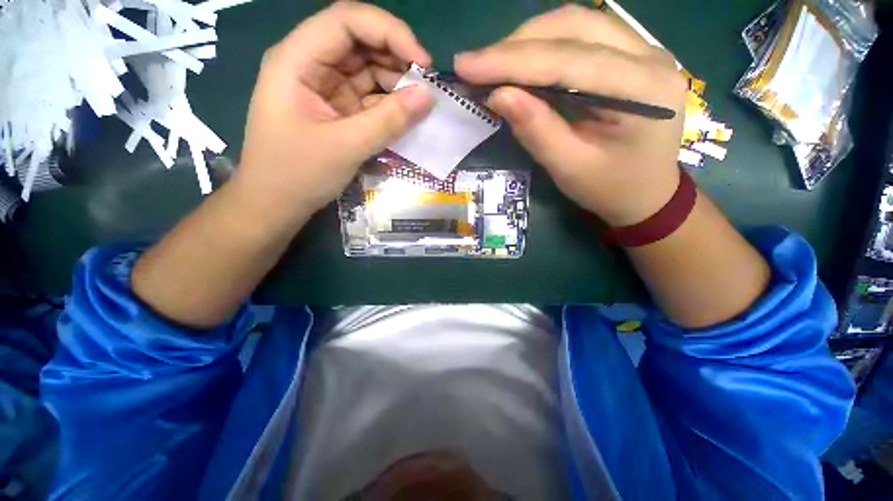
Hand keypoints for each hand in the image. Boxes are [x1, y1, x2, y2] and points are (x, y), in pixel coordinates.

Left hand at [236, 1, 434, 228]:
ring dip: (395, 84)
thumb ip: (389, 121)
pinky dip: (388, 105)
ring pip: (367, 71)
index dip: (389, 32)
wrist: (276, 203)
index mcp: (298, 60)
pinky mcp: (337, 110)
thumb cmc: (298, 174)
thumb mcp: (346, 147)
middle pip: (359, 43)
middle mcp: (311, 65)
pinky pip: (368, 98)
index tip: (422, 62)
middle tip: (426, 88)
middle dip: (396, 59)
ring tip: (418, 106)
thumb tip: (429, 96)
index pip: (347, 21)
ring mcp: (325, 89)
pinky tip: (404, 116)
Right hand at [454, 5, 686, 226]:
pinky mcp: (631, 55)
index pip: (568, 59)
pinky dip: (544, 45)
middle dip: (516, 46)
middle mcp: (650, 56)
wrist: (648, 194)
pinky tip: (521, 64)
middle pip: (573, 27)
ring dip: (528, 41)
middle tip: (475, 67)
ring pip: (576, 24)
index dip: (511, 60)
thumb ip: (536, 130)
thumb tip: (497, 94)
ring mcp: (644, 50)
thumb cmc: (610, 190)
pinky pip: (582, 35)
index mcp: (643, 90)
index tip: (466, 66)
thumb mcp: (569, 168)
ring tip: (493, 66)